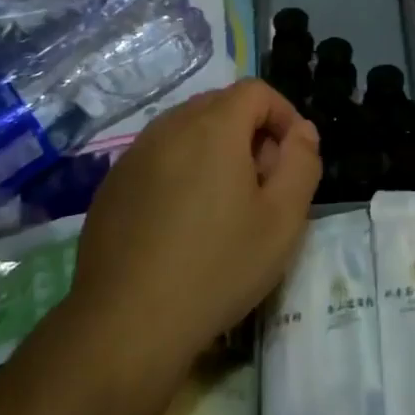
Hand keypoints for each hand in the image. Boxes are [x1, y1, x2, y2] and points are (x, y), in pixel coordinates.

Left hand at [71, 80, 321, 369]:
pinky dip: (181, 170)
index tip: (291, 159)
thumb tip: (301, 131)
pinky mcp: (112, 185)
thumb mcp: (283, 220)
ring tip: (224, 206)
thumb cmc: (217, 268)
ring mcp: (134, 155)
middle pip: (220, 106)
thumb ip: (302, 162)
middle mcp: (169, 127)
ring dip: (214, 151)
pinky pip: (158, 157)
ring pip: (187, 130)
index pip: (256, 91)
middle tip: (263, 185)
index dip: (283, 115)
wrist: (126, 324)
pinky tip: (182, 223)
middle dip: (250, 132)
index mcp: (213, 127)